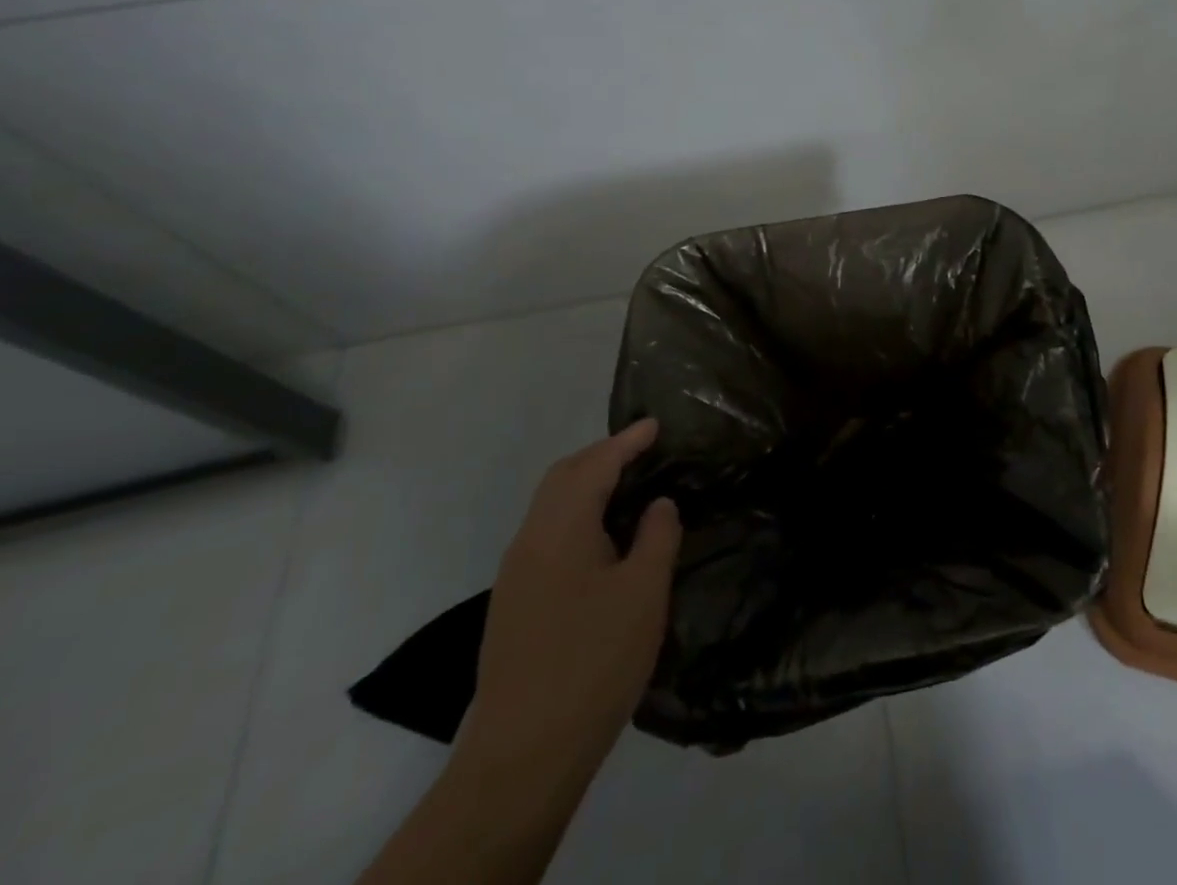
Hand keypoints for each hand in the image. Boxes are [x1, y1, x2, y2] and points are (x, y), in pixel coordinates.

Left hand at [460, 419, 681, 779]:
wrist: (524, 754)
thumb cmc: (594, 660)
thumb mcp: (644, 591)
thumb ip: (657, 535)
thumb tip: (659, 504)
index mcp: (561, 529)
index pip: (595, 465)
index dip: (627, 441)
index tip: (655, 425)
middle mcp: (530, 541)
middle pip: (562, 477)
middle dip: (601, 455)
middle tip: (643, 449)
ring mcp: (516, 575)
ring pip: (550, 507)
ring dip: (587, 484)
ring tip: (628, 485)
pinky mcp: (514, 604)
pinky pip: (547, 534)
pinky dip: (577, 514)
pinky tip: (603, 536)